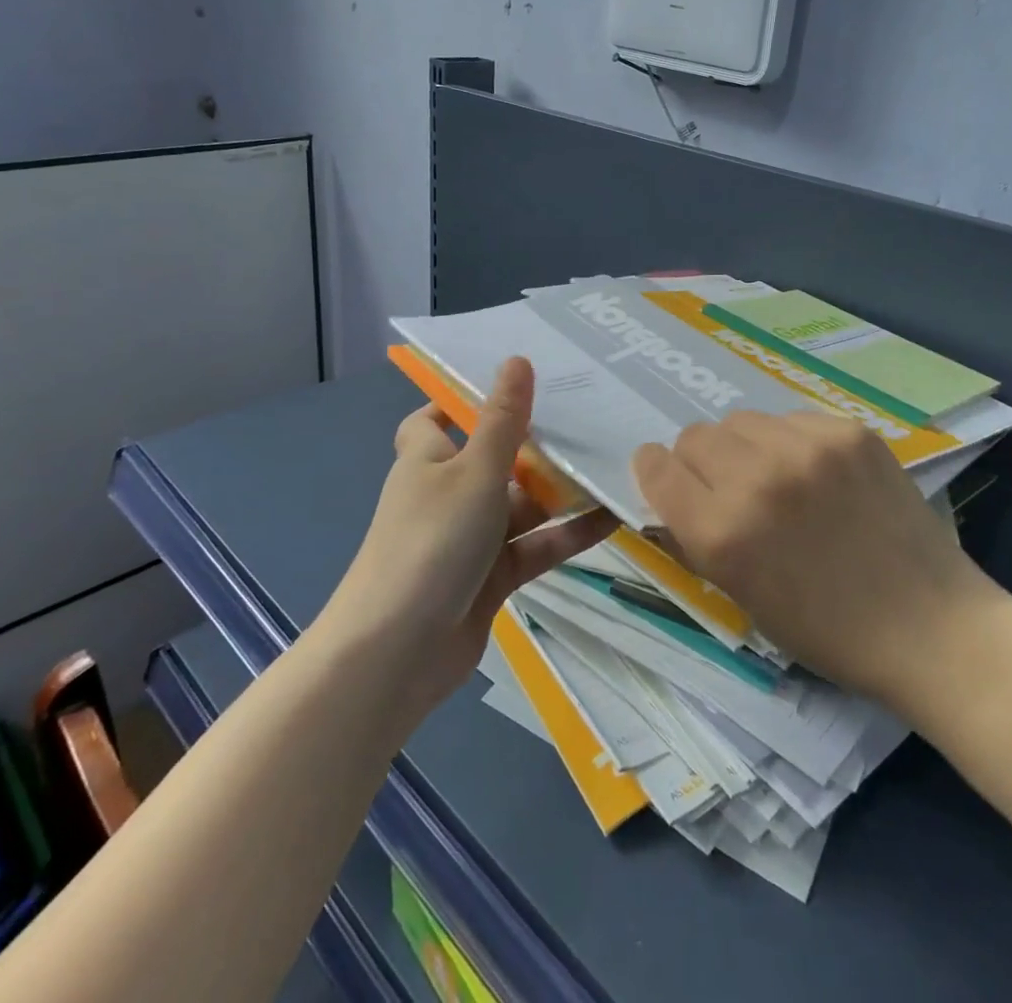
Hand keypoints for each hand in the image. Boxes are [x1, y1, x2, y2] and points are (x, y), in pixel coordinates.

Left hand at [329, 357, 615, 724]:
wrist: (398, 652)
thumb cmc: (432, 541)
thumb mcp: (474, 470)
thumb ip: (503, 420)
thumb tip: (516, 359)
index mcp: (428, 459)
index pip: (435, 419)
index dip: (464, 400)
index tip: (513, 383)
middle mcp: (447, 493)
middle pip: (493, 459)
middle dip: (535, 444)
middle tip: (589, 416)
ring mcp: (470, 538)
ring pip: (521, 505)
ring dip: (560, 491)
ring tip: (613, 462)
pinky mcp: (492, 578)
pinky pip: (535, 546)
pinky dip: (568, 534)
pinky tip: (613, 518)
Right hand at [632, 411, 996, 704]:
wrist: (929, 627)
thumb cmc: (827, 631)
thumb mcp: (742, 595)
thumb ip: (698, 536)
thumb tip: (674, 491)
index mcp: (722, 533)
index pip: (657, 467)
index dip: (657, 472)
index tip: (670, 479)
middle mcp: (757, 479)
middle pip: (696, 435)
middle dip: (702, 461)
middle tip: (731, 488)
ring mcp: (807, 448)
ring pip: (742, 420)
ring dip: (746, 446)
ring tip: (779, 478)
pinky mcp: (848, 432)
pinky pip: (792, 419)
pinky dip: (792, 442)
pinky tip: (820, 475)